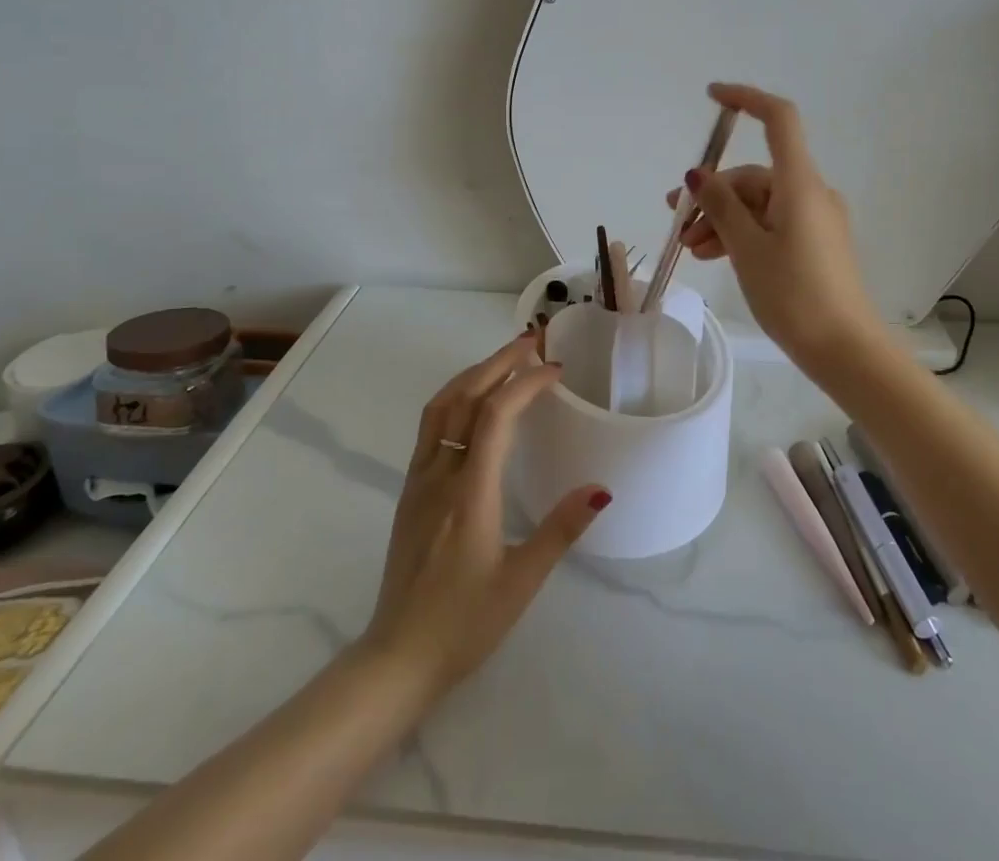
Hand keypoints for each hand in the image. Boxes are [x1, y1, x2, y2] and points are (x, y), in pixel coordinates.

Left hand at [359, 335, 609, 699]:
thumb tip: (601, 489)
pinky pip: (431, 426)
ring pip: (440, 406)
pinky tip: (472, 402)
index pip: (495, 416)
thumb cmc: (464, 623)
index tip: (556, 370)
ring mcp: (419, 480)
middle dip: (498, 362)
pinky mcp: (409, 490)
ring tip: (504, 360)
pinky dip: (455, 397)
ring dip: (473, 374)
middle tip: (531, 341)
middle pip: (464, 397)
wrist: (397, 657)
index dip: (525, 383)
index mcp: (470, 493)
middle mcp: (440, 474)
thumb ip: (560, 529)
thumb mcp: (521, 582)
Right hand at [665, 83, 883, 366]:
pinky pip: (771, 223)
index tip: (711, 97)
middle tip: (677, 222)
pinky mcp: (814, 242)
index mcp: (799, 183)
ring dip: (722, 220)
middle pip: (754, 175)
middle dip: (713, 195)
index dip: (746, 99)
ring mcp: (815, 219)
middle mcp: (810, 192)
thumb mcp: (747, 248)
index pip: (778, 119)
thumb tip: (698, 175)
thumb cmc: (793, 293)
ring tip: (691, 248)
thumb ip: (720, 206)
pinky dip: (742, 233)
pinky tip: (714, 256)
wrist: (844, 349)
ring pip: (758, 204)